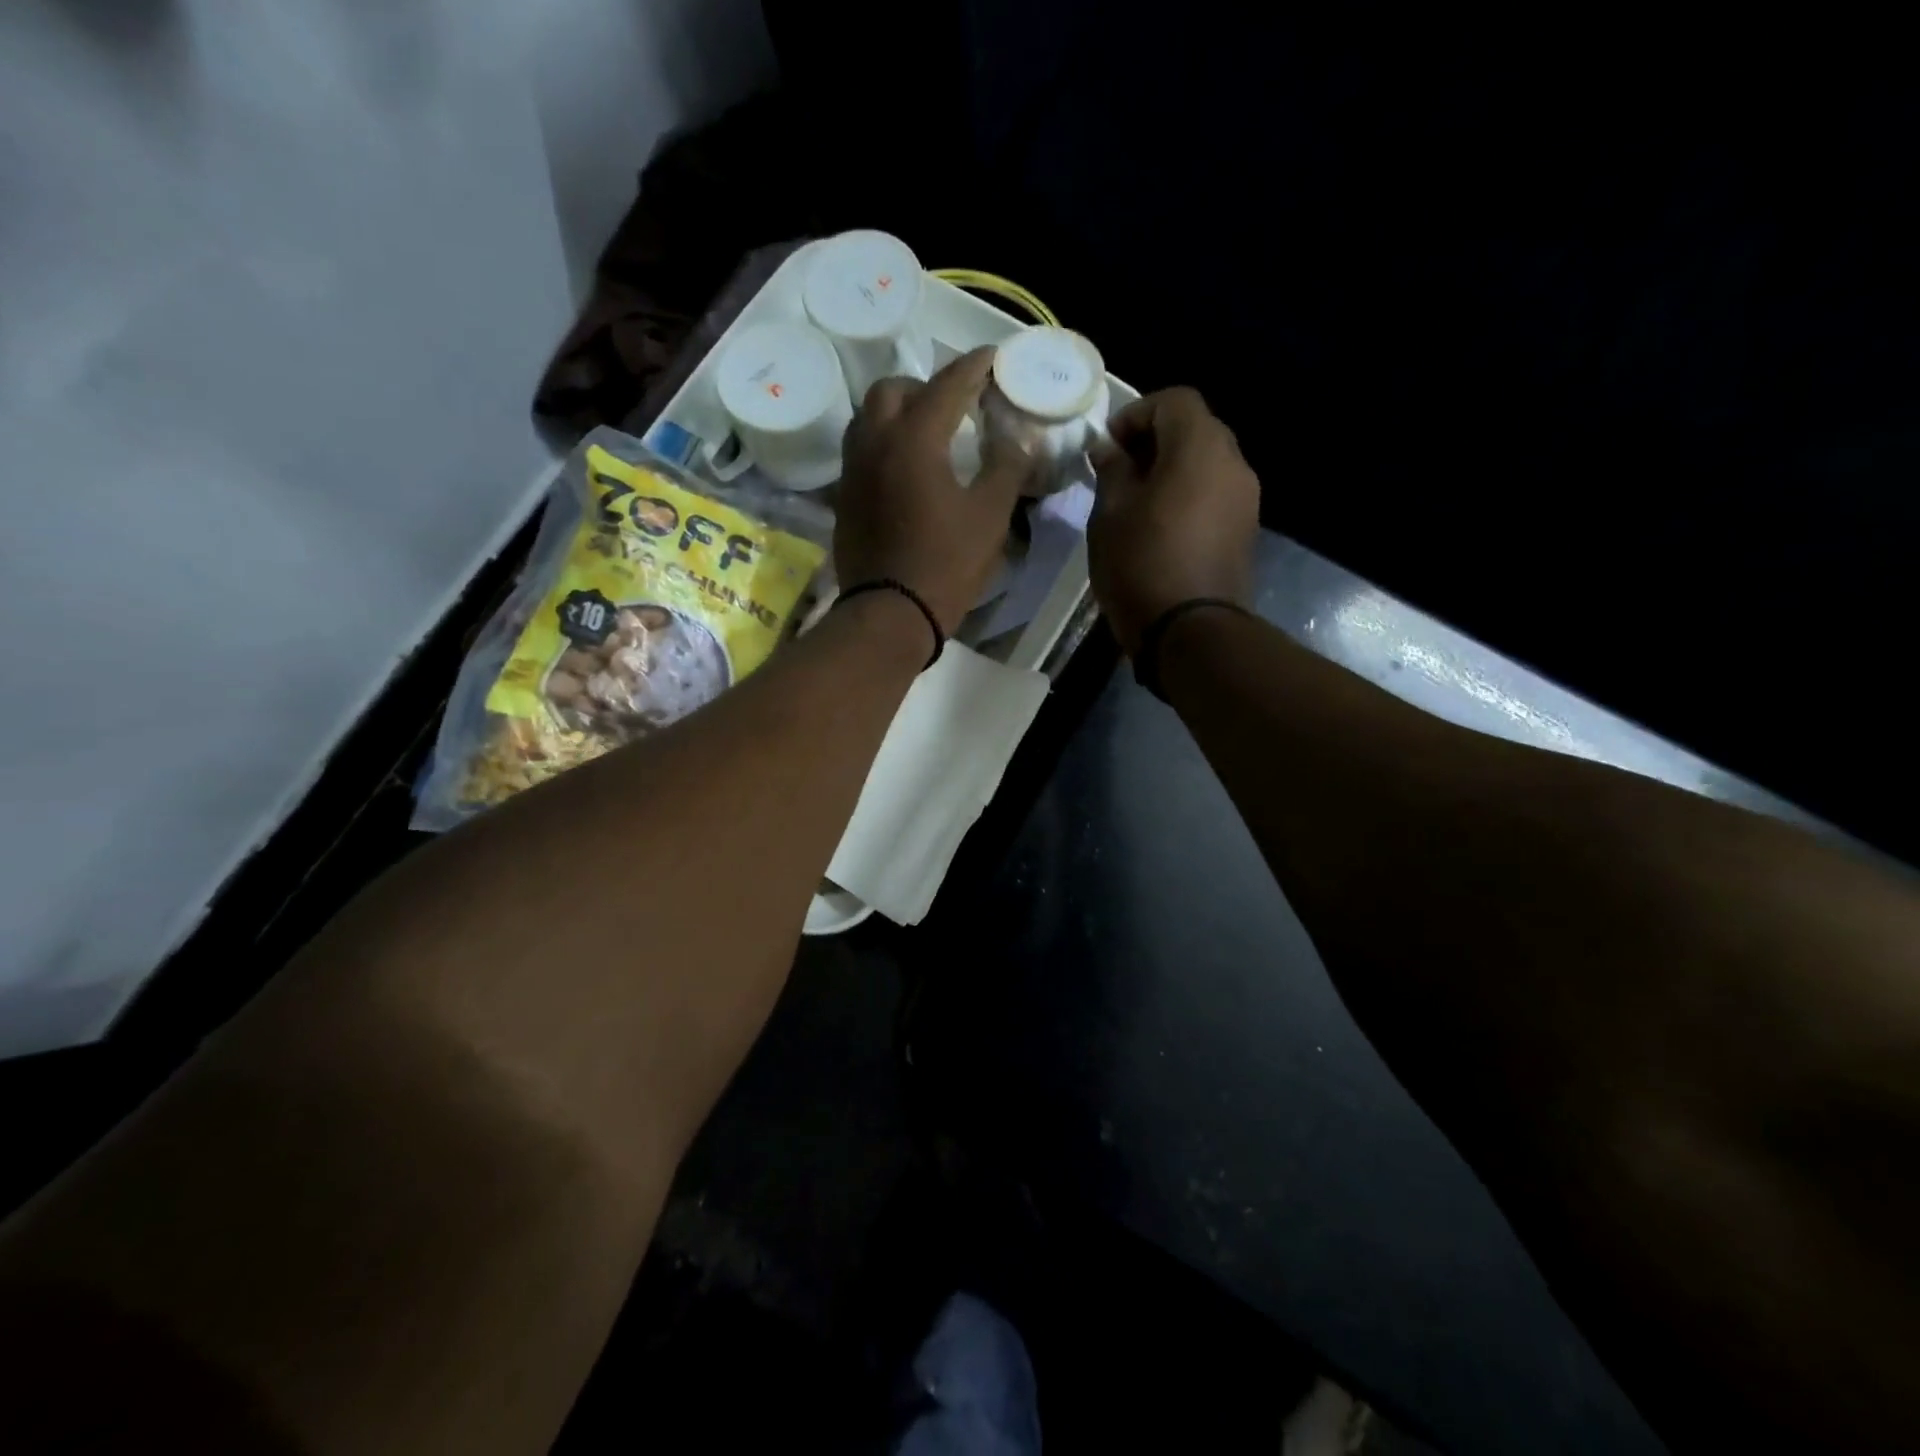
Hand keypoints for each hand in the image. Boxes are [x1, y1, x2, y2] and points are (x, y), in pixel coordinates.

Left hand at [836, 348, 1034, 633]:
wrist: (890, 614)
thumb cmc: (946, 564)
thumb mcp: (990, 516)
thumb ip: (1006, 467)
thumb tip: (1018, 439)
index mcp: (915, 439)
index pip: (947, 385)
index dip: (973, 368)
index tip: (991, 357)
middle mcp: (875, 442)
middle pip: (893, 389)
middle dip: (925, 386)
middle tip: (954, 404)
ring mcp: (853, 471)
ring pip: (868, 417)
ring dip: (897, 411)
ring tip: (925, 431)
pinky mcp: (844, 498)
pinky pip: (860, 451)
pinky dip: (882, 443)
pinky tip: (903, 467)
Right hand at [1088, 387, 1260, 654]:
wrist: (1190, 632)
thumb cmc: (1141, 565)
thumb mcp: (1110, 515)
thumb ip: (1112, 471)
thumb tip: (1110, 448)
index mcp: (1199, 447)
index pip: (1174, 400)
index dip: (1137, 413)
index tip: (1108, 446)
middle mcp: (1233, 462)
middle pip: (1195, 428)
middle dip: (1155, 440)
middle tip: (1120, 471)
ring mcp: (1246, 498)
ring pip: (1207, 462)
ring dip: (1173, 469)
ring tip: (1138, 501)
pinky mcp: (1246, 529)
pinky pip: (1215, 493)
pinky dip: (1190, 494)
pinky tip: (1162, 526)